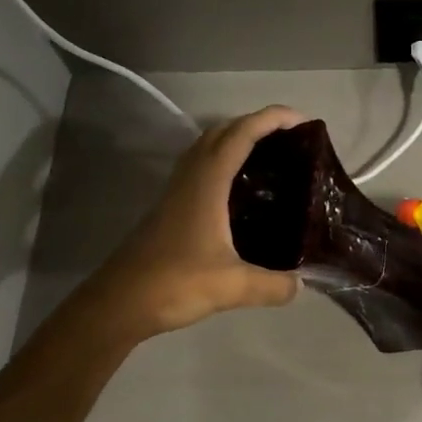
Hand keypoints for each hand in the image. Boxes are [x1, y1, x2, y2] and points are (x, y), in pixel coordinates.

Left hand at [84, 106, 305, 339]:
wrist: (119, 303)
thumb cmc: (175, 283)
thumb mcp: (232, 287)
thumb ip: (272, 284)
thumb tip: (300, 284)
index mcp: (207, 182)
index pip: (241, 134)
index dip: (271, 119)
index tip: (302, 120)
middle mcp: (191, 178)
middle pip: (223, 131)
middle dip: (256, 124)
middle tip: (290, 138)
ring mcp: (177, 191)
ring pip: (208, 147)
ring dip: (237, 139)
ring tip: (269, 156)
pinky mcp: (171, 207)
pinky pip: (201, 167)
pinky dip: (224, 162)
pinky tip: (240, 190)